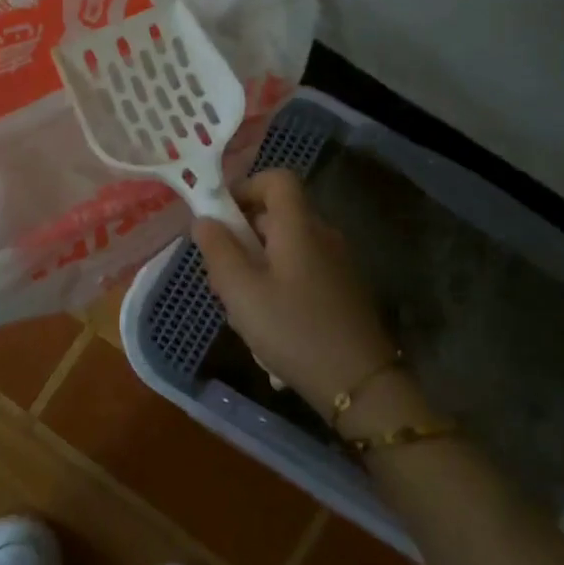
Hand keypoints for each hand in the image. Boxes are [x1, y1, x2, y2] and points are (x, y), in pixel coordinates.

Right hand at [194, 170, 433, 430]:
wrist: (360, 385)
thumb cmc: (293, 330)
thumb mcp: (241, 291)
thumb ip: (218, 250)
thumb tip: (203, 219)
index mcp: (299, 226)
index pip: (277, 179)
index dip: (245, 187)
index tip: (219, 217)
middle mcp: (322, 236)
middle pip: (276, 215)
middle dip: (241, 236)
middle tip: (220, 273)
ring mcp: (336, 264)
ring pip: (284, 247)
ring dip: (256, 265)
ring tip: (240, 306)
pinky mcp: (341, 291)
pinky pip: (300, 271)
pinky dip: (277, 283)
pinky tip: (268, 323)